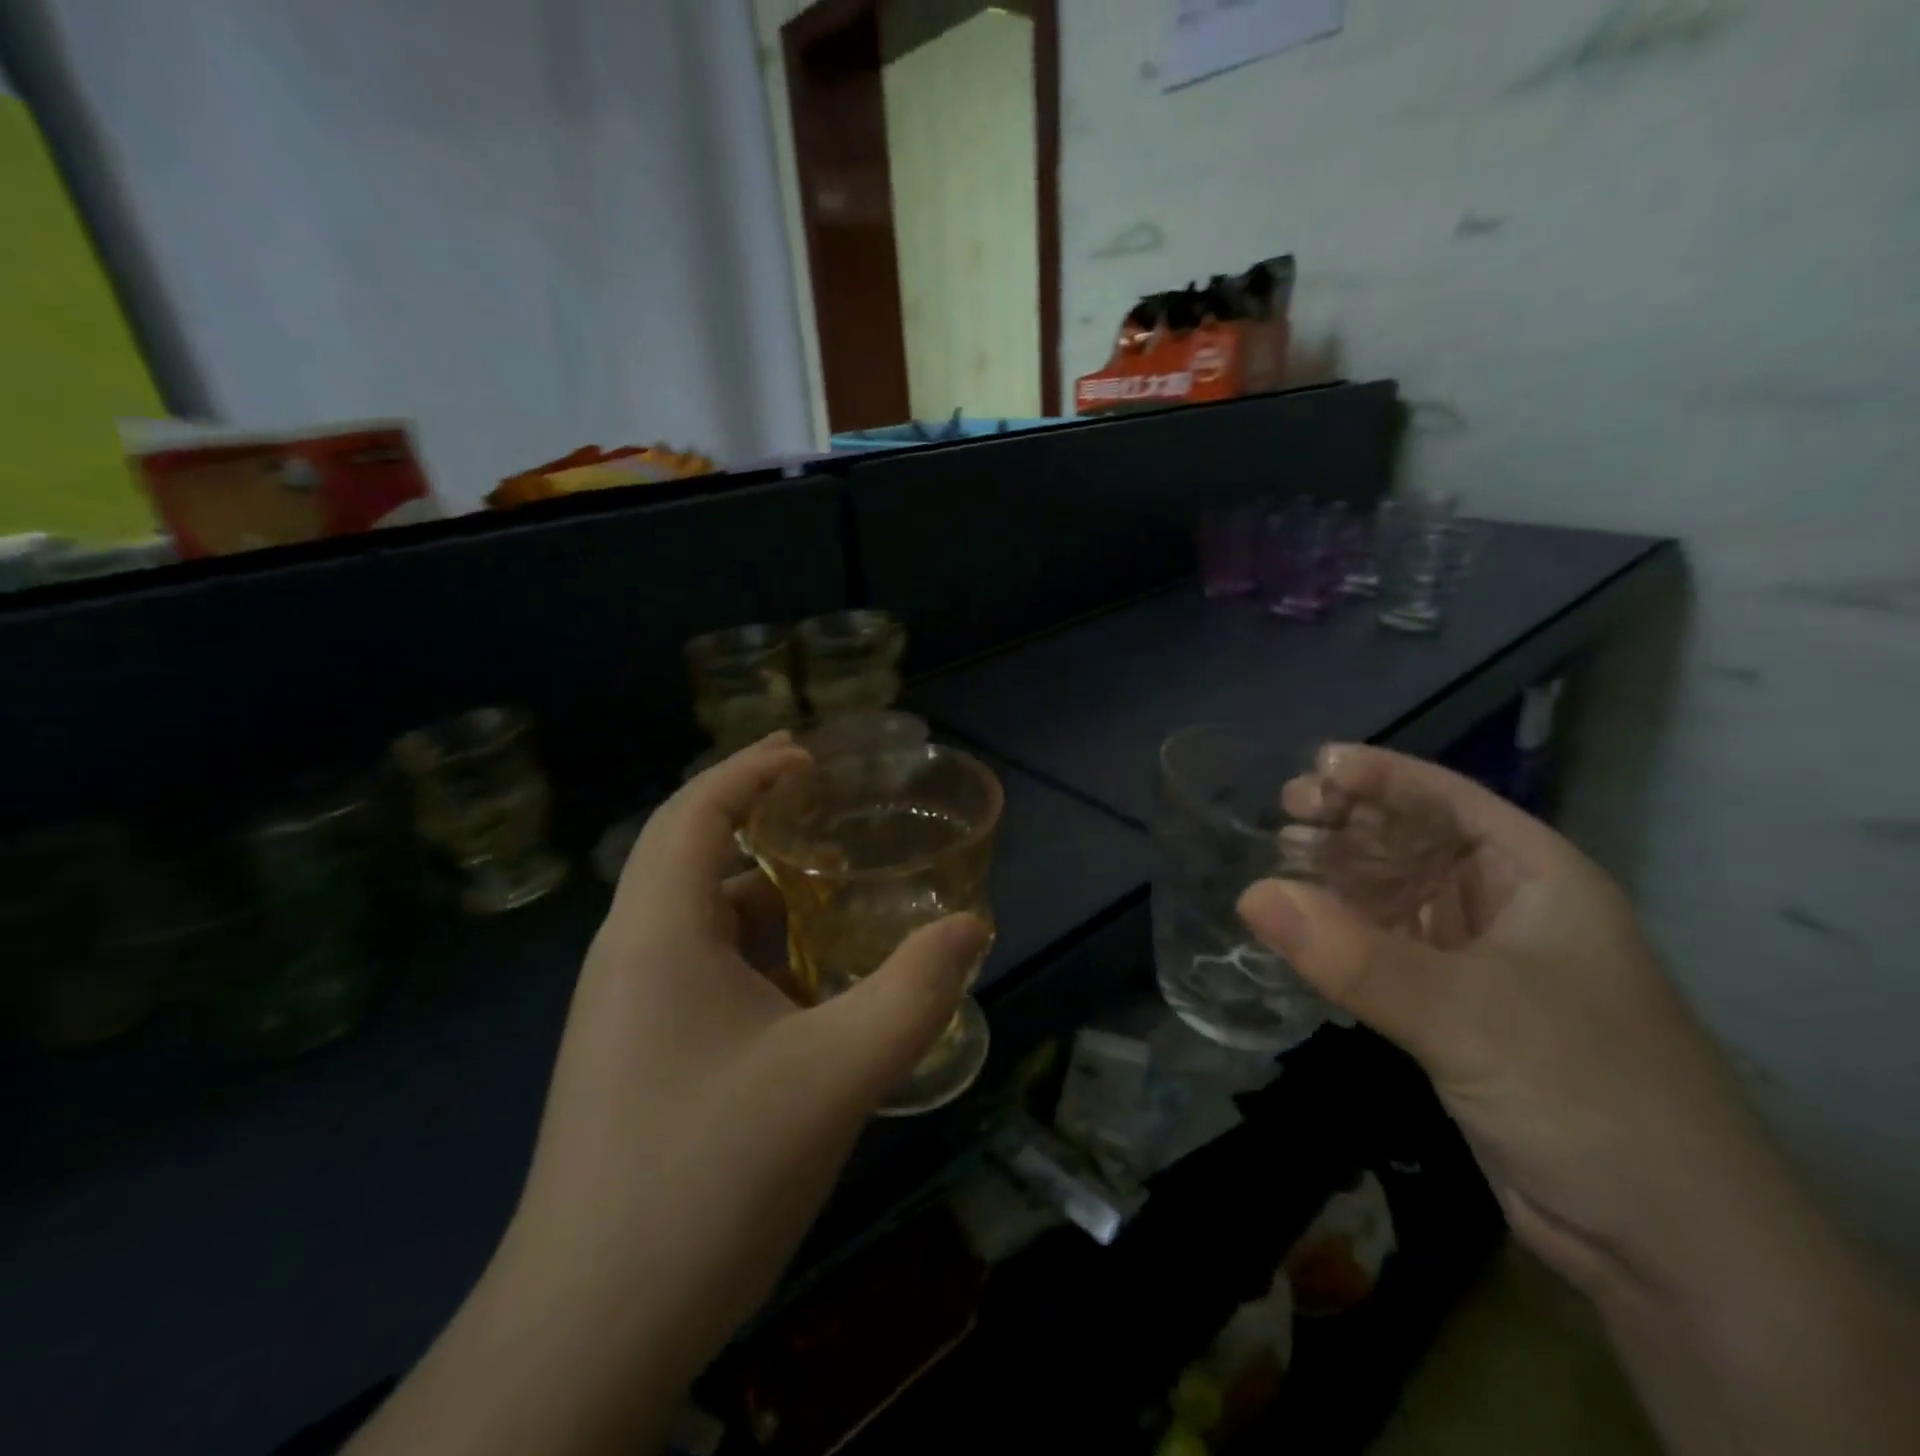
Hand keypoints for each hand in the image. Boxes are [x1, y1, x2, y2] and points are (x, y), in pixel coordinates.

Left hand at [505, 735, 986, 1386]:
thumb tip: (971, 926)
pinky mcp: (632, 1057)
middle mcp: (628, 957)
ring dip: (759, 897)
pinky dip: (752, 954)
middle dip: (757, 821)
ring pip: (695, 921)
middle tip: (830, 814)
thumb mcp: (836, 1075)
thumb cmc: (709, 1177)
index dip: (749, 770)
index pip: (694, 811)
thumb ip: (914, 993)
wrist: (589, 1333)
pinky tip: (803, 990)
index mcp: (656, 933)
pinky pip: (696, 971)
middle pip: (688, 855)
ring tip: (832, 897)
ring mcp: (623, 1012)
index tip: (809, 758)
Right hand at [1238, 745, 1782, 1301]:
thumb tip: (1248, 894)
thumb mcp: (1467, 1015)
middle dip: (1348, 825)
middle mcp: (1506, 907)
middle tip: (1280, 817)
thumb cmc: (1587, 1092)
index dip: (1380, 776)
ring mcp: (1477, 961)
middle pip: (1412, 842)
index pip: (1447, 799)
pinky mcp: (1450, 1010)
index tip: (1309, 769)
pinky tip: (1296, 930)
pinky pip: (1382, 950)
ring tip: (1274, 865)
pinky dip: (1339, 936)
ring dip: (1337, 881)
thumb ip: (1353, 955)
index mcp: (1536, 876)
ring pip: (1392, 897)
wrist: (1664, 1244)